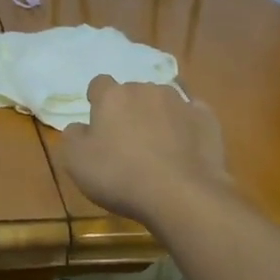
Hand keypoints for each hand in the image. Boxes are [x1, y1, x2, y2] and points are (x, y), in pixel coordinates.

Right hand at [60, 76, 234, 229]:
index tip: (98, 124)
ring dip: (158, 116)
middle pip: (133, 92)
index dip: (97, 102)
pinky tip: (186, 148)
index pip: (99, 84)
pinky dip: (187, 127)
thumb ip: (73, 136)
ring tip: (159, 147)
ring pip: (163, 101)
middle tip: (128, 141)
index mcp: (112, 96)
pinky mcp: (207, 119)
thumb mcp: (76, 161)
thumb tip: (80, 127)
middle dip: (129, 110)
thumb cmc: (120, 176)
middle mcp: (146, 89)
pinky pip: (192, 116)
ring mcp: (180, 102)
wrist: (181, 195)